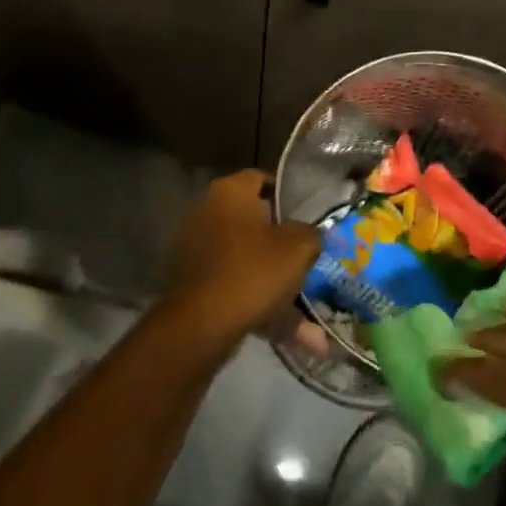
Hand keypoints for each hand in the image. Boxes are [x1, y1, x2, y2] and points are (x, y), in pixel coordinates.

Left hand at [162, 170, 320, 342]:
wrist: (201, 324)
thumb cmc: (253, 270)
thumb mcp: (298, 248)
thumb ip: (311, 234)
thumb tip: (314, 233)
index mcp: (230, 192)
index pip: (262, 178)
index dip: (287, 194)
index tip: (306, 213)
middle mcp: (207, 211)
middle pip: (252, 220)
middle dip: (279, 239)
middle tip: (305, 253)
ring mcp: (195, 247)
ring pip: (245, 258)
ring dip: (272, 277)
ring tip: (301, 302)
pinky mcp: (191, 281)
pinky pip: (233, 283)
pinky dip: (256, 300)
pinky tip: (283, 327)